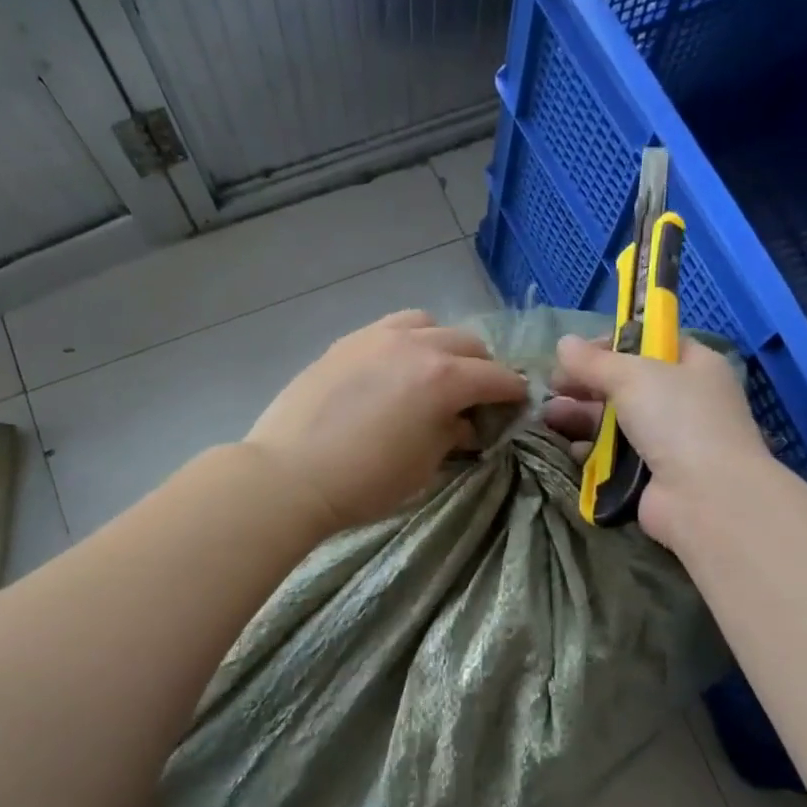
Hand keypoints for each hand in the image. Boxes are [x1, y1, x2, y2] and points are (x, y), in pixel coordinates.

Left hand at [246, 310, 529, 530]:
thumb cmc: (365, 482)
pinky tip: (396, 367)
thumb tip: (464, 423)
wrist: (290, 475)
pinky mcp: (347, 342)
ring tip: (435, 373)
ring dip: (444, 346)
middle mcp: (417, 345)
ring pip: (429, 324)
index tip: (517, 406)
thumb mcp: (423, 466)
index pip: (496, 377)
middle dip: (482, 367)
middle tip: (477, 397)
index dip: (513, 393)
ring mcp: (377, 337)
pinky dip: (408, 340)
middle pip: (468, 343)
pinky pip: (391, 327)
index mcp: (444, 378)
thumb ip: (451, 434)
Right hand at [543, 334, 771, 544]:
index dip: (613, 345)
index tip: (578, 353)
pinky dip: (591, 451)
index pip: (651, 344)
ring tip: (549, 416)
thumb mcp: (633, 376)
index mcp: (694, 366)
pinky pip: (615, 456)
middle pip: (627, 385)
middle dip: (587, 384)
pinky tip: (569, 447)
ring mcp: (669, 441)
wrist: (705, 497)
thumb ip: (594, 361)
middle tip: (553, 387)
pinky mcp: (651, 476)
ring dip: (582, 416)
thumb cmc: (677, 419)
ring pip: (616, 421)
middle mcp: (684, 401)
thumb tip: (563, 343)